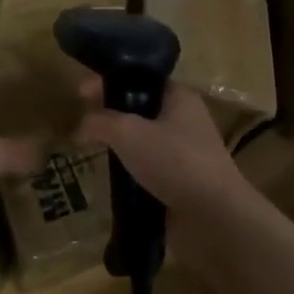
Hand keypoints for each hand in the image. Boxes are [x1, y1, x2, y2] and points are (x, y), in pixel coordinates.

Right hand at [77, 80, 252, 215]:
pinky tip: (111, 175)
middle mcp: (185, 119)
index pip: (139, 78)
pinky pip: (149, 165)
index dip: (108, 81)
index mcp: (179, 96)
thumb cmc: (173, 161)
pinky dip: (130, 168)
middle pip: (140, 107)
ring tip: (91, 148)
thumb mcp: (128, 132)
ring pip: (144, 138)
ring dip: (120, 143)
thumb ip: (100, 121)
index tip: (80, 92)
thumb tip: (80, 126)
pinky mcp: (181, 180)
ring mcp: (185, 151)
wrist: (213, 216)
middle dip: (111, 112)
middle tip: (83, 121)